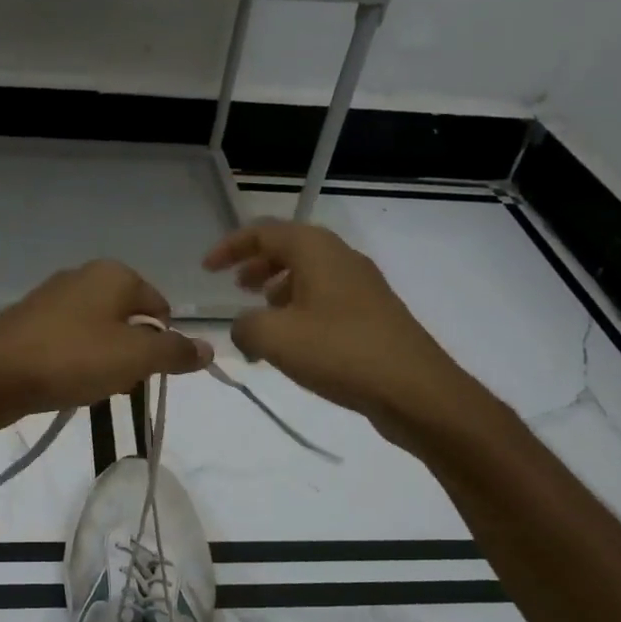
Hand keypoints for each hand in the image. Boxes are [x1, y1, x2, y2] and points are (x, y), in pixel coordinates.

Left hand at [0, 260, 211, 430]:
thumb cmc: (73, 358)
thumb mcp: (136, 358)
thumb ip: (176, 352)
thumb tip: (209, 349)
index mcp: (114, 275)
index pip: (160, 308)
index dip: (163, 342)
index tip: (150, 373)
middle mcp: (84, 277)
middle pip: (129, 320)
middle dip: (133, 354)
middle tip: (123, 383)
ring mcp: (53, 298)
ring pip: (99, 333)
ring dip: (106, 362)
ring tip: (95, 388)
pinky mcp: (30, 322)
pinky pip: (70, 342)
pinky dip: (77, 362)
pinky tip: (69, 384)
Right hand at [203, 220, 466, 433]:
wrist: (414, 389)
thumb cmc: (339, 352)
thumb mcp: (274, 337)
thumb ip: (245, 326)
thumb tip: (245, 327)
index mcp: (317, 251)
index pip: (265, 232)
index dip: (231, 247)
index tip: (207, 269)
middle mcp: (342, 259)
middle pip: (291, 249)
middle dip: (258, 265)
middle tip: (236, 287)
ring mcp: (362, 287)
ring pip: (310, 275)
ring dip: (279, 290)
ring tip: (261, 318)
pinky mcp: (373, 316)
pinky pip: (326, 300)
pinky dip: (301, 310)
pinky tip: (293, 344)